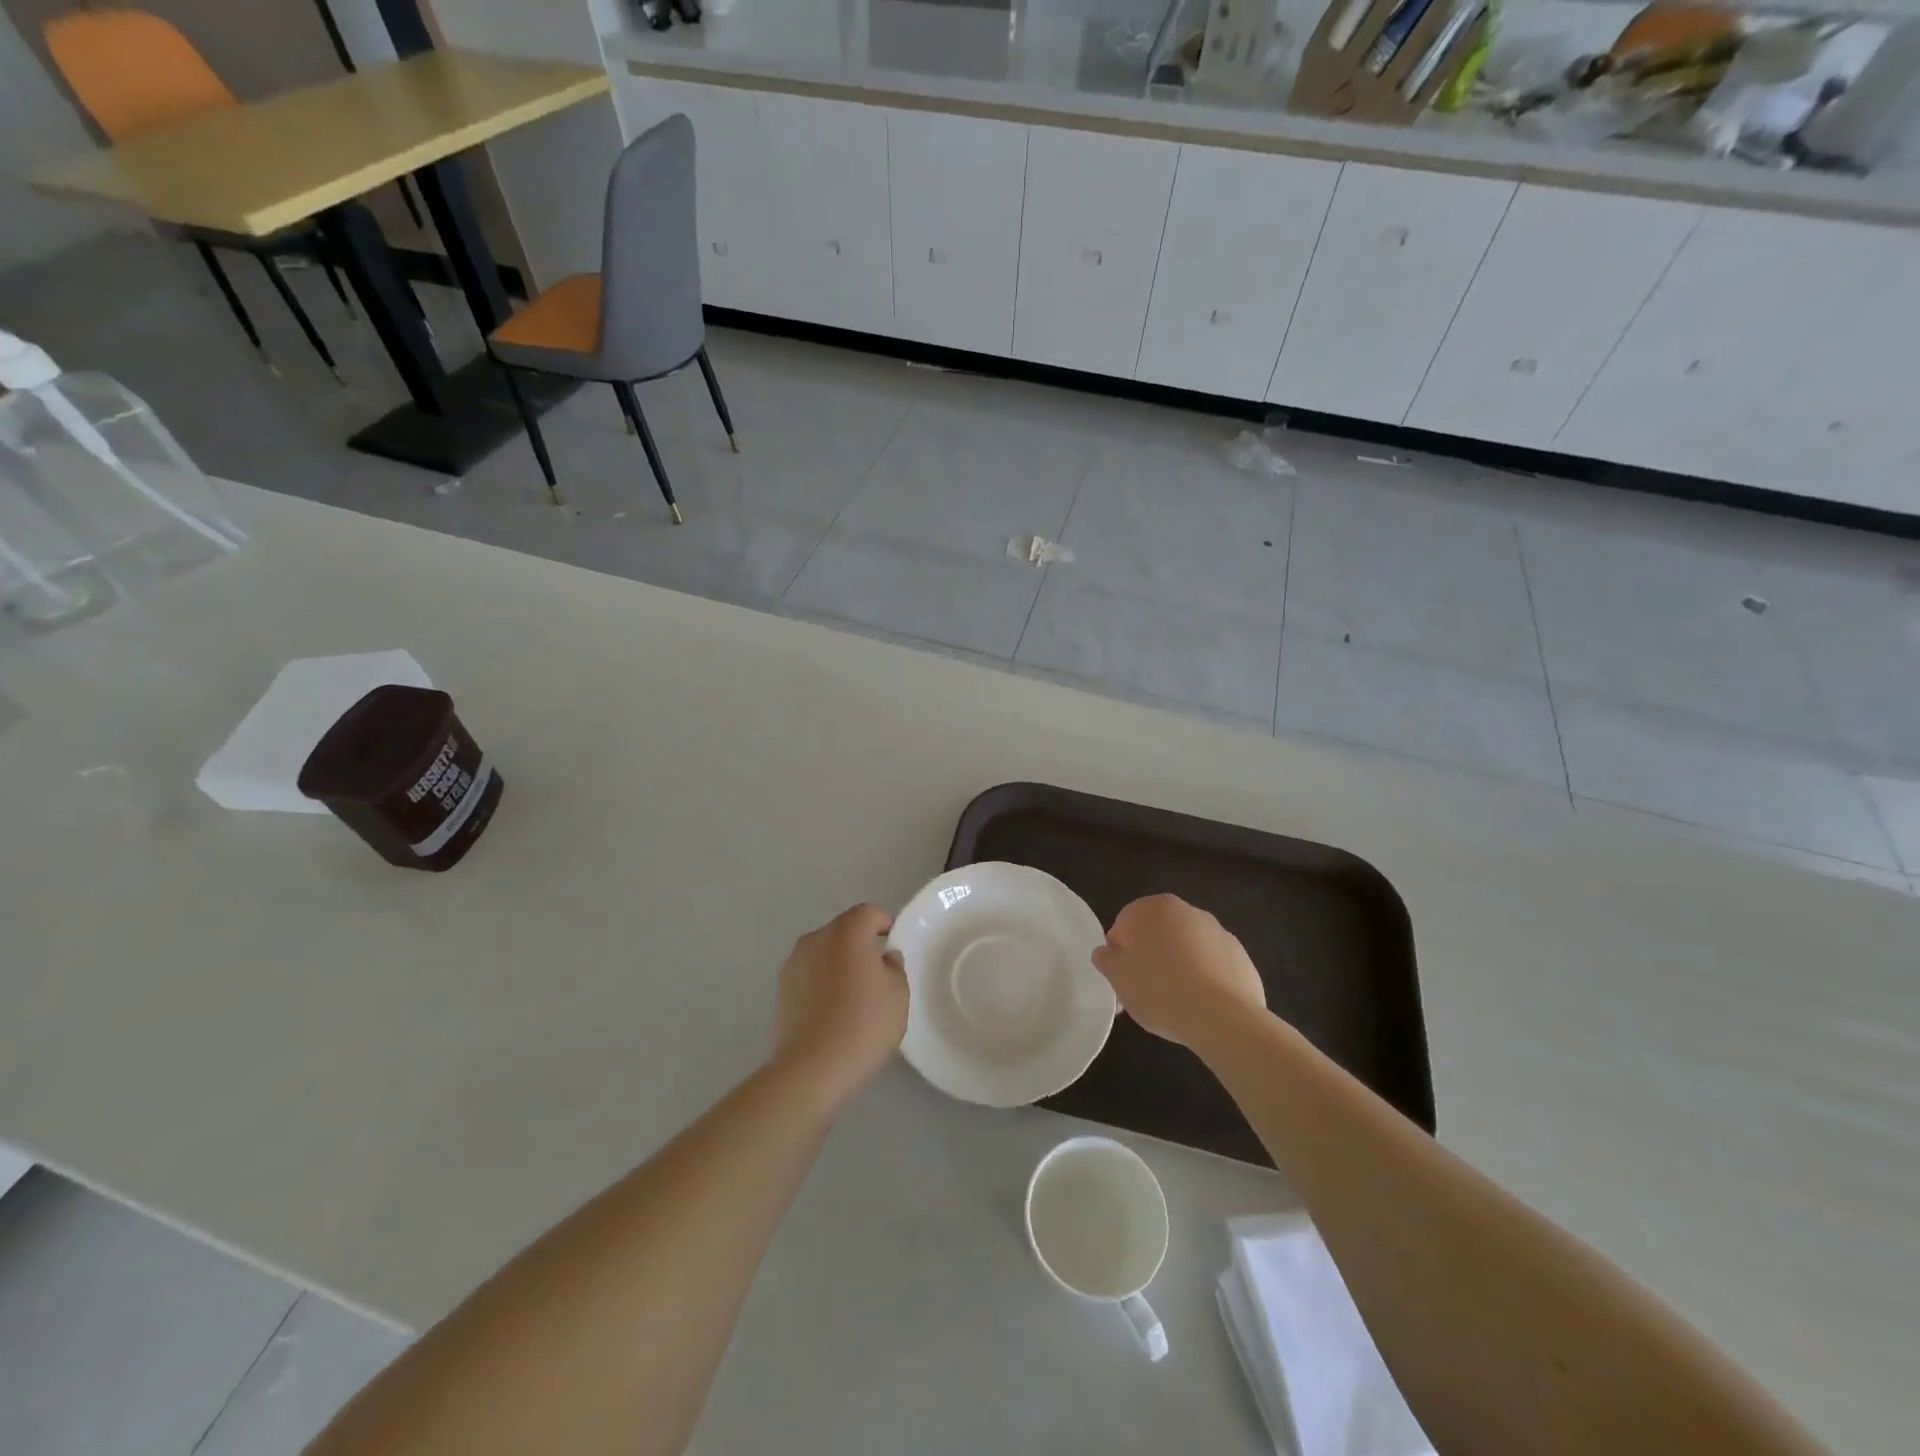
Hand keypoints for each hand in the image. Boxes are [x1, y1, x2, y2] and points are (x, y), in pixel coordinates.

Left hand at [770, 904, 908, 1105]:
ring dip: (838, 964)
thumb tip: (884, 958)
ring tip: (852, 997)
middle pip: (844, 930)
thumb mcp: (898, 995)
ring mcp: (793, 963)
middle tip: (876, 975)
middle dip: (860, 944)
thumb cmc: (863, 1024)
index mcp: (847, 931)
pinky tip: (831, 1013)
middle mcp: (816, 938)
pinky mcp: (780, 990)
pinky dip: (821, 983)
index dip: (884, 925)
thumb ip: (894, 968)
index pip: (869, 912)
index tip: (893, 947)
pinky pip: (809, 975)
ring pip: (824, 952)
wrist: (810, 1069)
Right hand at [1092, 894, 1265, 1050]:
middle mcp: (1189, 912)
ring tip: (1172, 1006)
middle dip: (1147, 960)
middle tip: (1141, 995)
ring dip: (1175, 969)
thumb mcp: (1118, 977)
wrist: (1223, 1018)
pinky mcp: (1241, 959)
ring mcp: (1220, 934)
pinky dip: (1202, 981)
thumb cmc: (1160, 990)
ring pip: (1186, 950)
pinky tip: (1198, 1007)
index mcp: (1156, 908)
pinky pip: (1211, 967)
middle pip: (1157, 935)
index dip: (1118, 952)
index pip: (1125, 923)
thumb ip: (1106, 958)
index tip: (1120, 979)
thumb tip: (1107, 952)